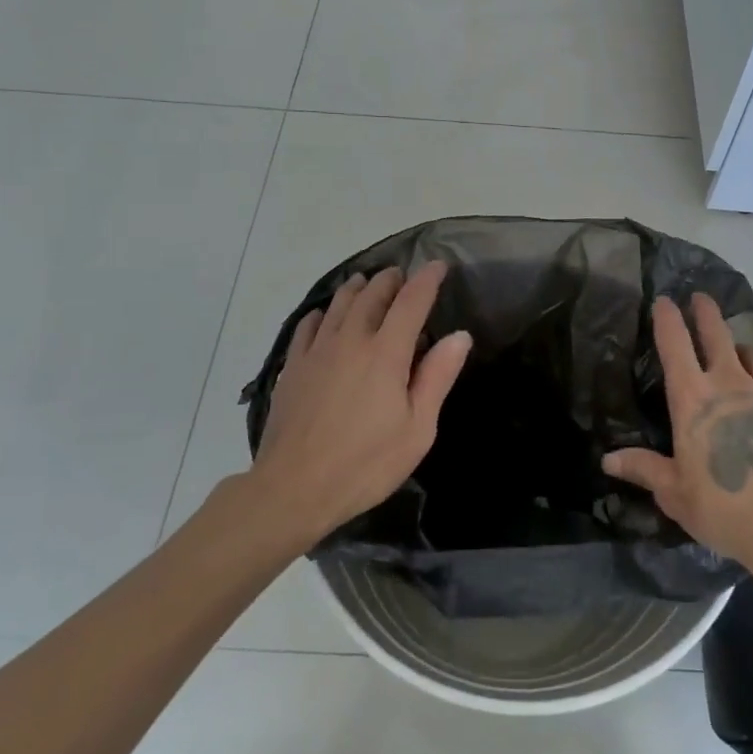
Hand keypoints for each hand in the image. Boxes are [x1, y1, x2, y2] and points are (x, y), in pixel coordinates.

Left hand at [251, 262, 472, 543]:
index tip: (438, 265)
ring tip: (366, 282)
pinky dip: (323, 313)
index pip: (411, 302)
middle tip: (402, 275)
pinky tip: (325, 316)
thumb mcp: (417, 429)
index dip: (427, 280)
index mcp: (386, 353)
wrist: (293, 488)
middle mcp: (351, 340)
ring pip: (339, 304)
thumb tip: (458, 336)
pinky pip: (309, 326)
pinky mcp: (293, 367)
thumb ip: (437, 377)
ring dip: (357, 288)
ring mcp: (317, 351)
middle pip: (372, 295)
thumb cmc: (366, 463)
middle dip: (391, 280)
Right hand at [604, 294, 752, 581]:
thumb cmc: (722, 506)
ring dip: (743, 350)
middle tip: (702, 298)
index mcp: (694, 398)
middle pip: (718, 335)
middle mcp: (732, 385)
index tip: (664, 300)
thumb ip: (644, 469)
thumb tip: (608, 459)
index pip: (675, 345)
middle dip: (707, 312)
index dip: (668, 318)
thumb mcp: (674, 492)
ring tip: (739, 353)